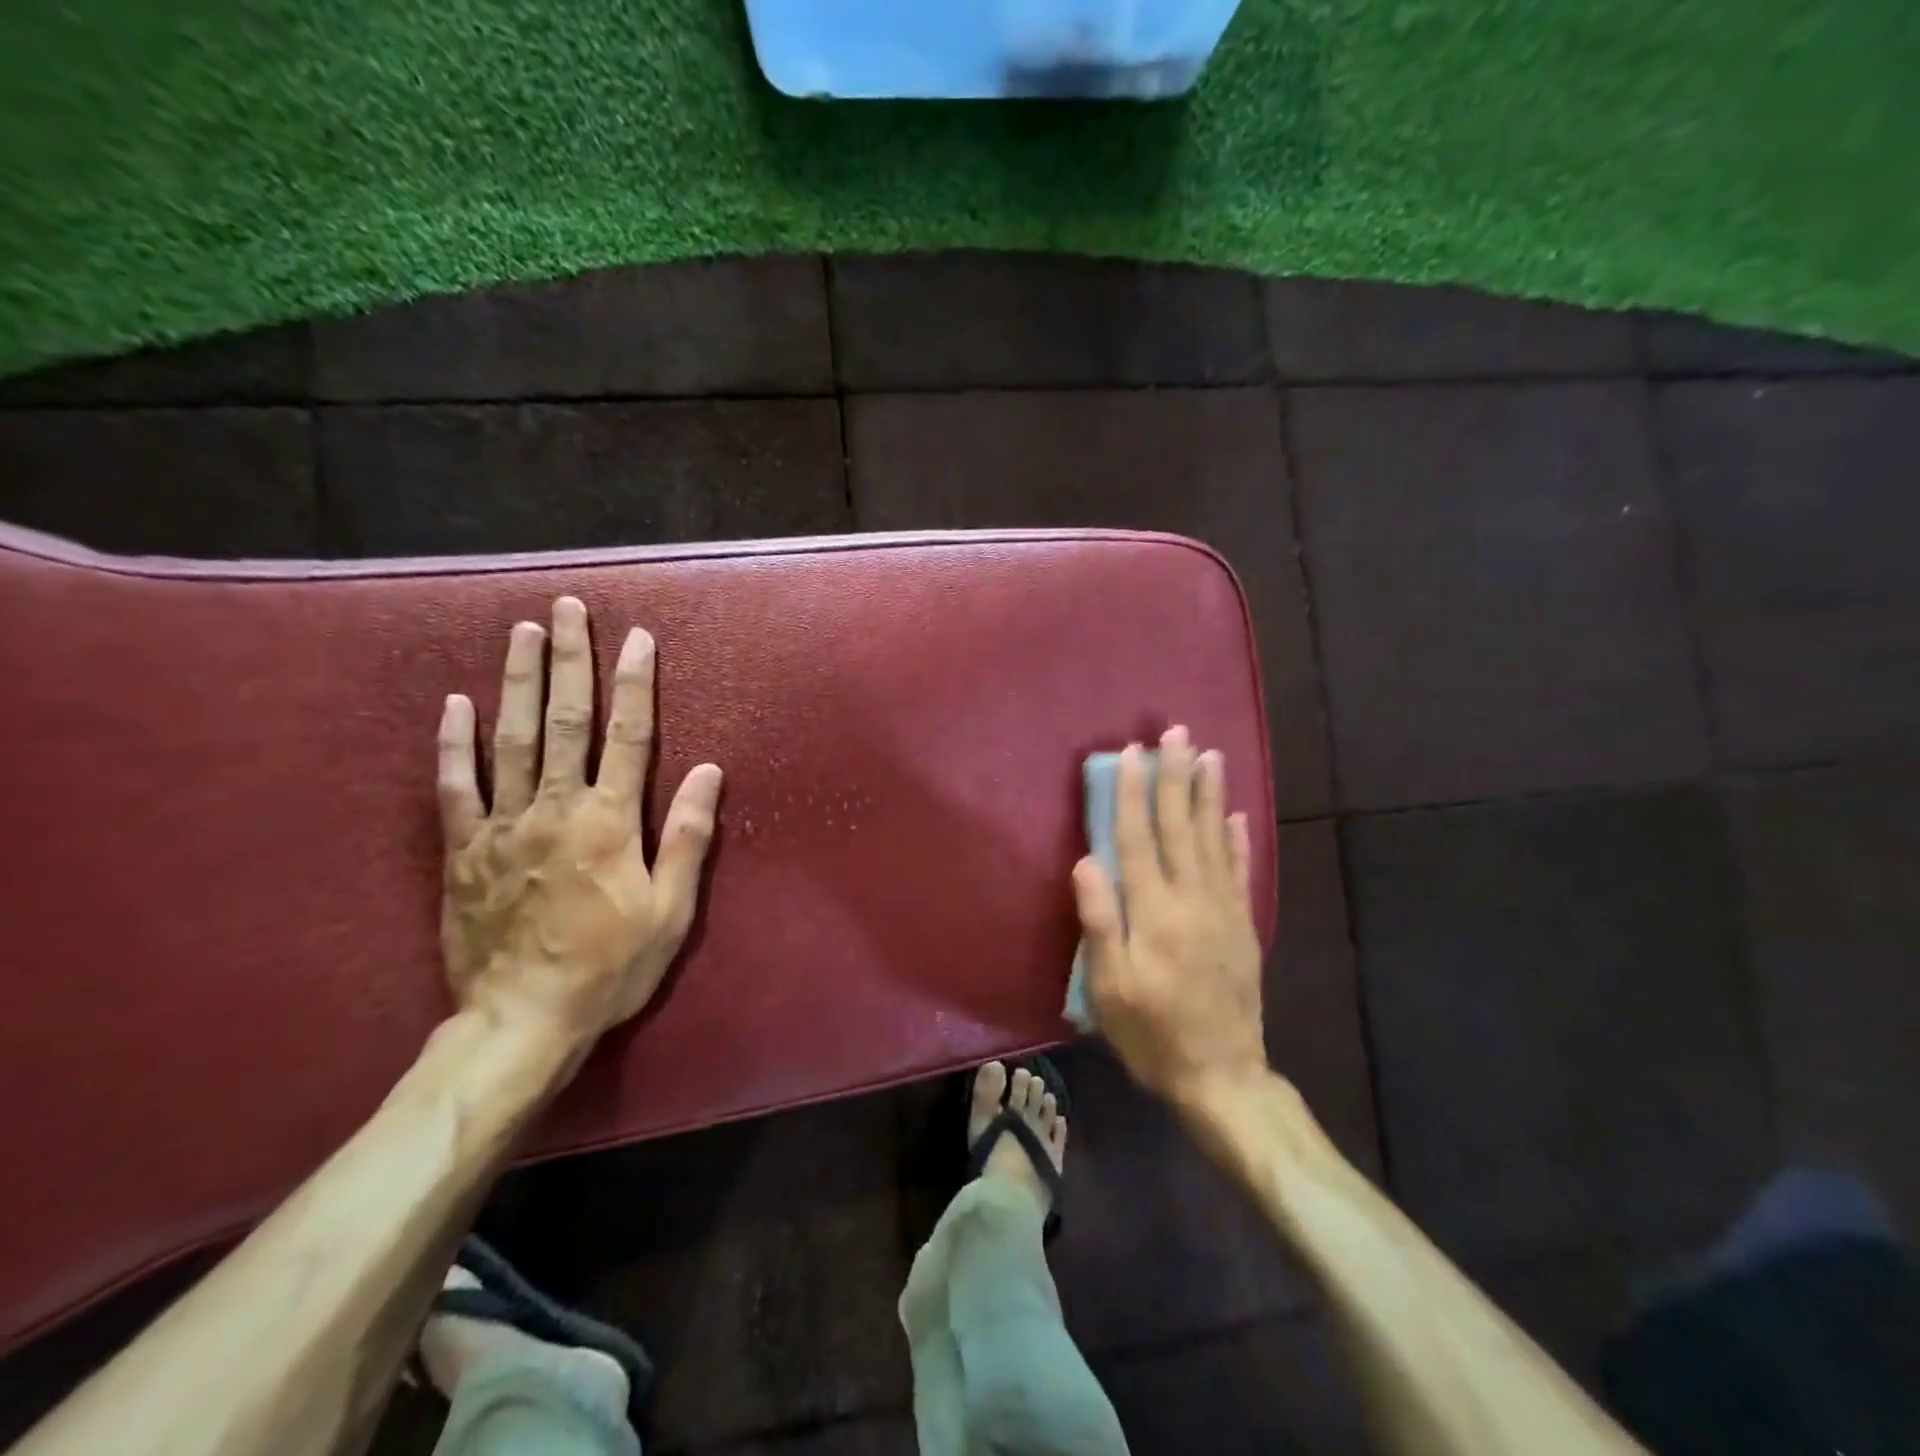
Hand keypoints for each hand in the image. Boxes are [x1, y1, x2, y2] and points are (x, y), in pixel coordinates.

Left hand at [436, 597, 722, 1047]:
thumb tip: (708, 771)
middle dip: (570, 660)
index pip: (627, 735)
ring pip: (511, 739)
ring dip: (519, 680)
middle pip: (564, 720)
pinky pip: (454, 787)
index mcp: (609, 821)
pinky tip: (457, 704)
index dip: (634, 684)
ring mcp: (502, 826)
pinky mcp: (462, 851)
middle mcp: (555, 808)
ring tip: (524, 632)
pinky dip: (455, 743)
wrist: (522, 1021)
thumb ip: (686, 836)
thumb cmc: (611, 966)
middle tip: (569, 608)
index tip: (637, 639)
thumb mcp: (670, 910)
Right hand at [1073, 726, 1267, 1110]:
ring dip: (1209, 794)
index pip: (1138, 839)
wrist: (1222, 1078)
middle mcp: (1191, 899)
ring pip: (1214, 839)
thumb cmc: (1152, 1034)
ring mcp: (1223, 911)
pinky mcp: (1243, 926)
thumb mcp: (1110, 988)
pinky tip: (1236, 815)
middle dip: (1175, 776)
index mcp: (1154, 912)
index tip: (1132, 753)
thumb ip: (1100, 921)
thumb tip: (1087, 861)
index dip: (1133, 794)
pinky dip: (1238, 840)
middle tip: (1176, 732)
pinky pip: (1241, 872)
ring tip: (1209, 755)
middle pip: (1181, 827)